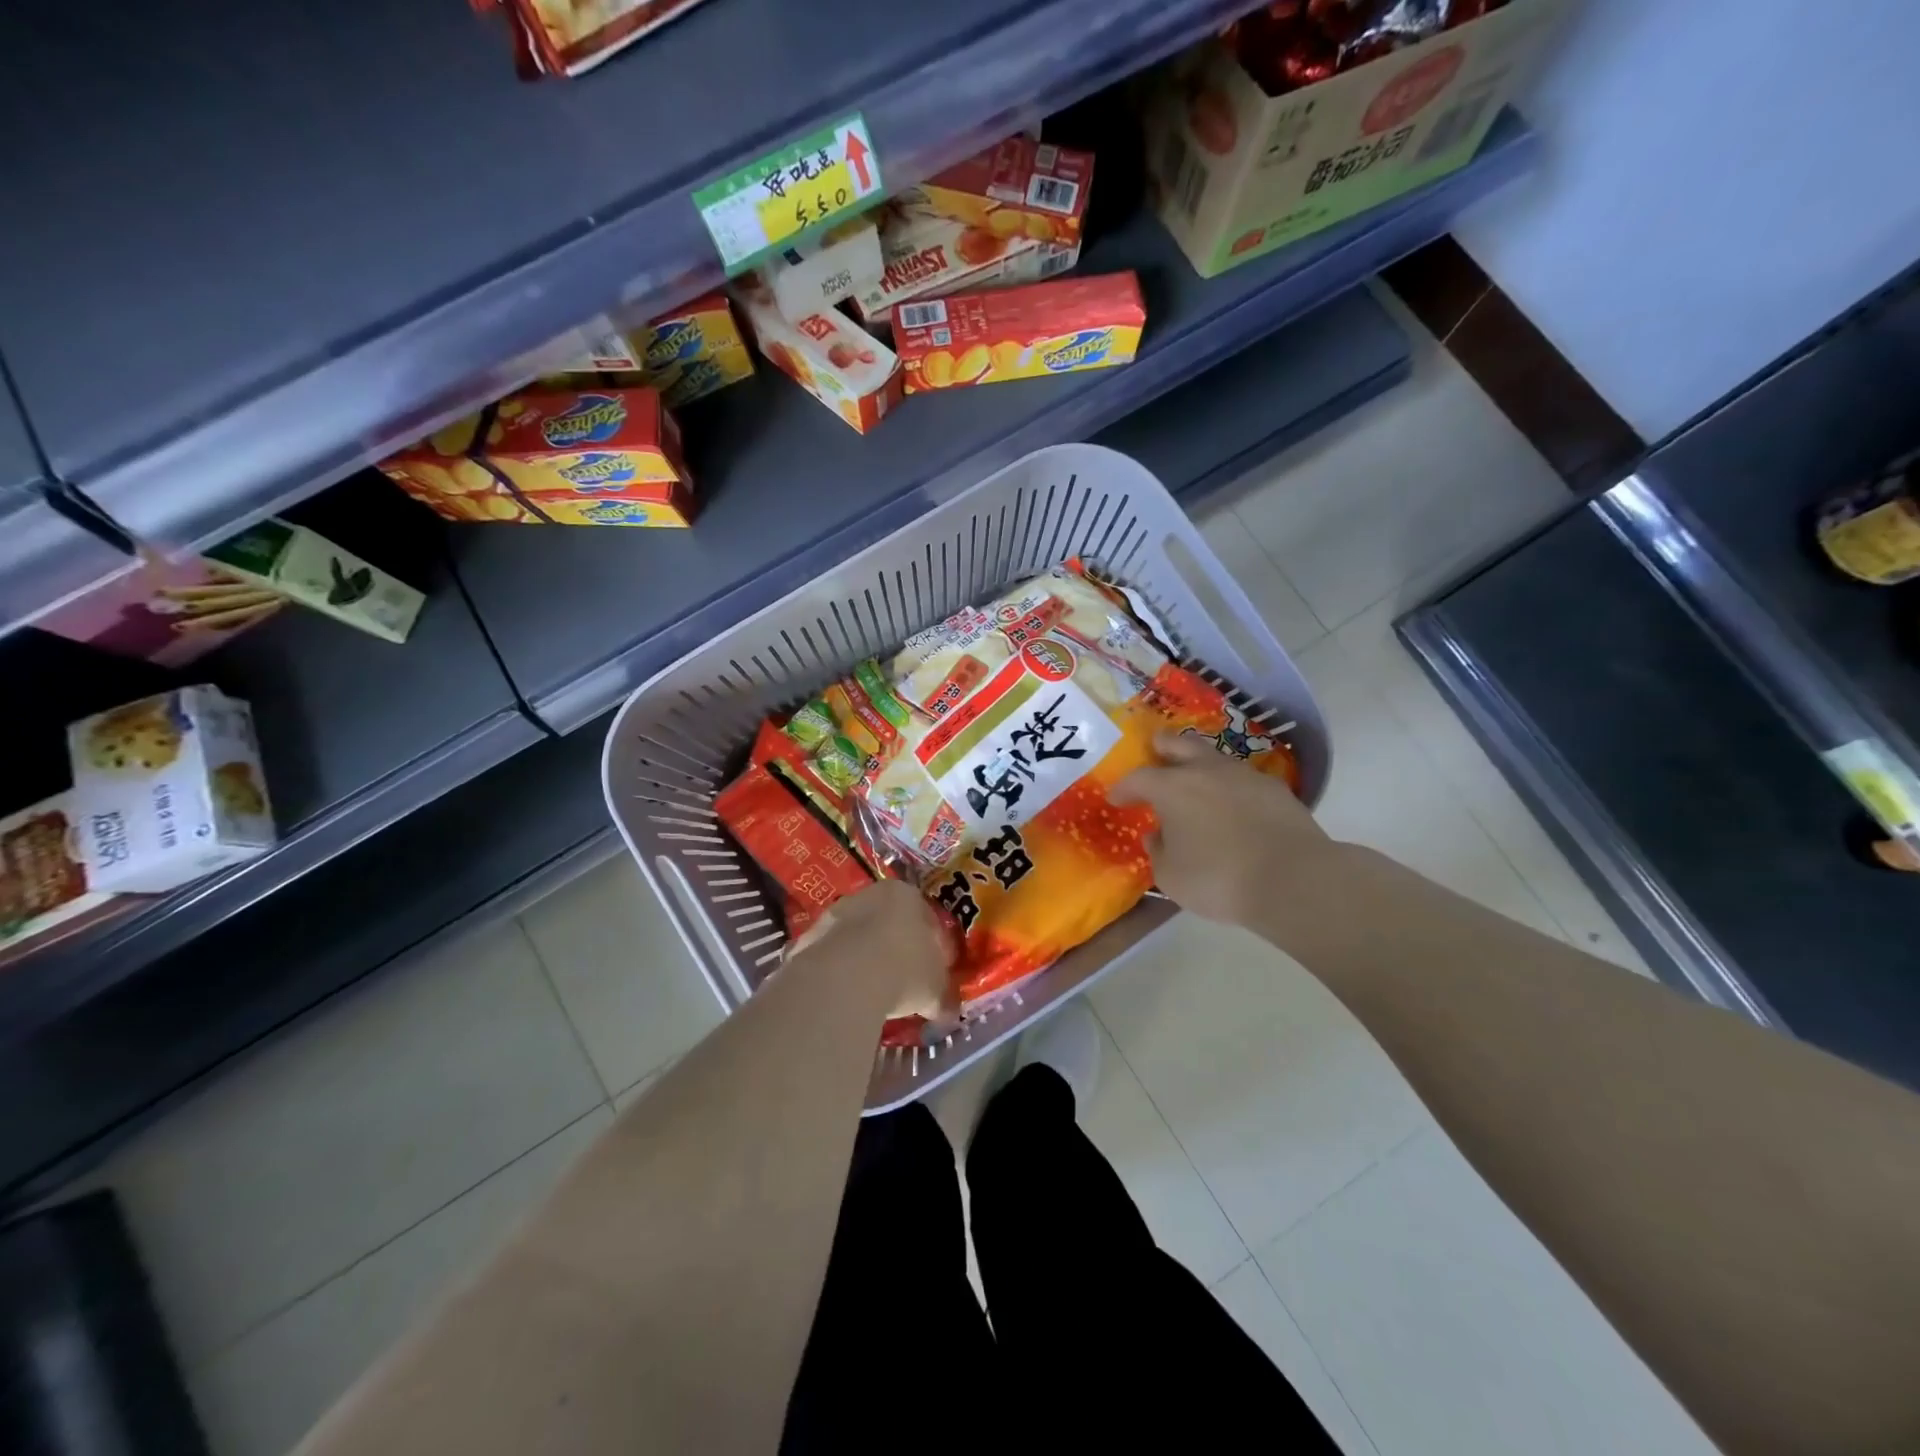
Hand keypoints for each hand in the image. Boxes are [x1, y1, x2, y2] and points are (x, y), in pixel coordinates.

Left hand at [785, 879, 955, 1020]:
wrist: (844, 979)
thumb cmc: (904, 972)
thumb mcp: (936, 990)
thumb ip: (944, 997)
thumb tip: (948, 1011)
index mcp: (908, 895)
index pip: (927, 917)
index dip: (934, 946)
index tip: (934, 971)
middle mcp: (870, 894)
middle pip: (888, 922)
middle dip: (895, 948)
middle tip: (903, 981)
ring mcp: (835, 914)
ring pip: (856, 937)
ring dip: (864, 959)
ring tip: (871, 993)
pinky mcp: (808, 937)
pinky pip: (832, 957)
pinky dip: (839, 973)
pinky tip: (845, 997)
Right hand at [1111, 730, 1331, 926]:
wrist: (1293, 879)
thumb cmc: (1219, 879)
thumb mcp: (1171, 877)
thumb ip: (1158, 851)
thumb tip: (1157, 835)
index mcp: (1172, 788)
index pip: (1137, 778)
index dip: (1124, 788)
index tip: (1116, 798)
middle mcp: (1206, 771)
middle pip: (1179, 744)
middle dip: (1162, 747)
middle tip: (1154, 752)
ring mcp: (1244, 775)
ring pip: (1214, 758)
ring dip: (1199, 765)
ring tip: (1195, 781)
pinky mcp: (1274, 789)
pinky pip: (1242, 779)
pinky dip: (1229, 786)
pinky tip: (1231, 804)